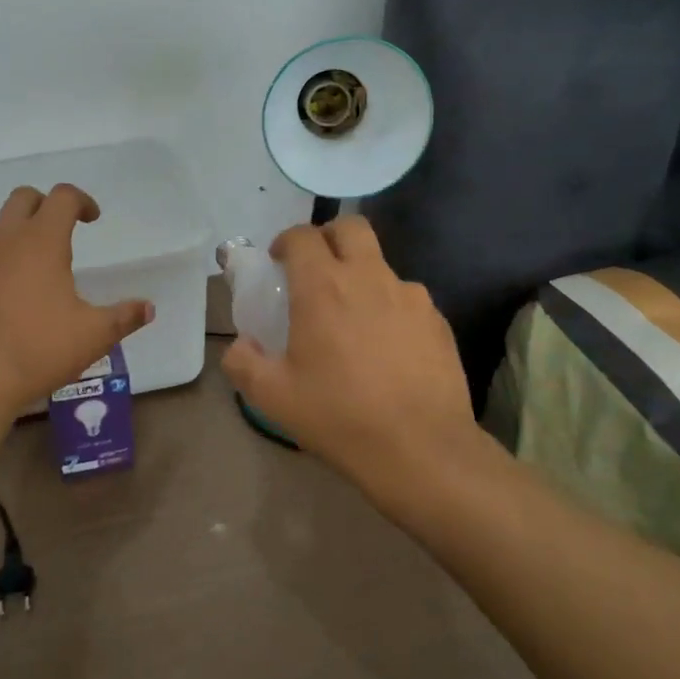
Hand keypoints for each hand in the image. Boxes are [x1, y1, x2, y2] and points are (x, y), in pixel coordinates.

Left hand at [0, 183, 153, 416]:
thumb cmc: (38, 350)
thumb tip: (148, 308)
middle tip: (61, 232)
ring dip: (19, 237)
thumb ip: (124, 317)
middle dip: (45, 205)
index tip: (92, 219)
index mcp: (41, 241)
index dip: (82, 200)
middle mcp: (3, 239)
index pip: (62, 197)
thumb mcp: (93, 336)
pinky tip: (3, 300)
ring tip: (34, 274)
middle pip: (23, 198)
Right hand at [220, 216, 482, 495]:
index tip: (279, 262)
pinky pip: (407, 299)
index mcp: (323, 287)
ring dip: (362, 277)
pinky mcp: (438, 321)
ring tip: (354, 320)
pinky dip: (390, 309)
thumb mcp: (273, 396)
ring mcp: (410, 297)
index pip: (303, 236)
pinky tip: (387, 348)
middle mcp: (369, 278)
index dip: (286, 241)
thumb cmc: (339, 416)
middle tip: (316, 269)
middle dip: (329, 237)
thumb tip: (241, 345)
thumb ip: (244, 362)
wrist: (421, 450)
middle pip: (350, 228)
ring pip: (381, 265)